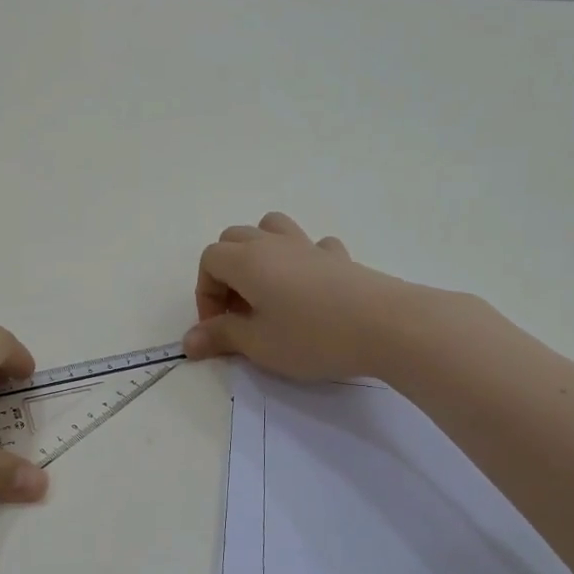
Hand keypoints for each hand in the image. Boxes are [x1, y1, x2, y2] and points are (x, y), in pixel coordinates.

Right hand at [185, 212, 415, 381]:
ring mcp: (309, 247)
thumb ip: (221, 337)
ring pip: (272, 228)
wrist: (386, 326)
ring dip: (260, 253)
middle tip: (239, 312)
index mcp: (248, 260)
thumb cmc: (312, 337)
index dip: (205, 294)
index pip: (209, 260)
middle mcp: (274, 244)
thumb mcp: (259, 345)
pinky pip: (311, 247)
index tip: (220, 328)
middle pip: (235, 238)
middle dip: (226, 272)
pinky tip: (310, 290)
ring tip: (267, 291)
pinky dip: (301, 261)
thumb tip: (188, 341)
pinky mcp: (340, 258)